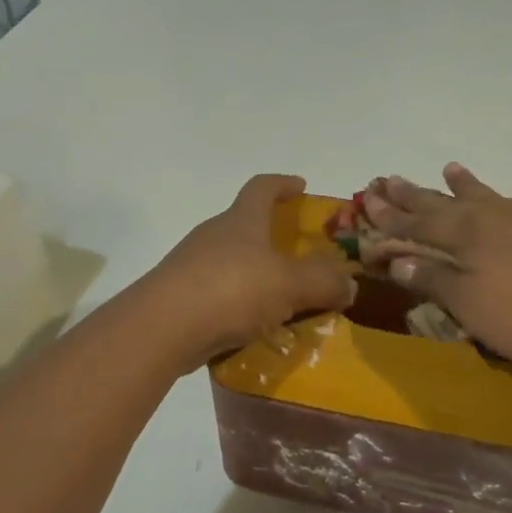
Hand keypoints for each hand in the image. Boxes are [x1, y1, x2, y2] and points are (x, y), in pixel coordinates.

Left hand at [144, 174, 356, 367]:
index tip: (301, 186)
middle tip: (300, 255)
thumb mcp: (290, 284)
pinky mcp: (180, 298)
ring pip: (232, 262)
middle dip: (272, 236)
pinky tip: (254, 327)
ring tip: (283, 299)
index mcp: (240, 220)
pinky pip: (219, 294)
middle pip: (245, 225)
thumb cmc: (231, 290)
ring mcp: (191, 266)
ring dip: (256, 274)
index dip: (283, 184)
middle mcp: (213, 236)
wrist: (161, 328)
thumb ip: (323, 282)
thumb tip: (349, 283)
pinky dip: (239, 304)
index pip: (261, 187)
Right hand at [361, 163, 511, 382]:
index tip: (367, 201)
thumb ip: (434, 280)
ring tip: (450, 167)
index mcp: (467, 234)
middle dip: (415, 194)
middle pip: (446, 203)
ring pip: (489, 196)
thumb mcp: (470, 306)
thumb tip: (398, 260)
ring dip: (466, 184)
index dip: (390, 217)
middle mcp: (495, 217)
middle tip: (389, 178)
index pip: (417, 224)